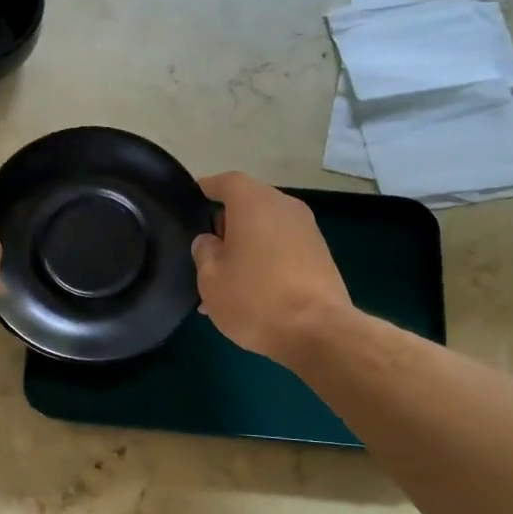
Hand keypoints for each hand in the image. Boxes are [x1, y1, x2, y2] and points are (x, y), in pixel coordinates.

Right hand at [192, 172, 351, 366]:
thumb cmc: (255, 298)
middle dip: (226, 224)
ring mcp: (307, 231)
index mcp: (254, 203)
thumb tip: (210, 241)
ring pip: (266, 230)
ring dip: (245, 247)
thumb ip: (204, 251)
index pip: (226, 182)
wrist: (319, 331)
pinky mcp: (320, 256)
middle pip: (248, 205)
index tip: (192, 199)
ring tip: (225, 281)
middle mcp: (284, 207)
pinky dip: (264, 260)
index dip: (207, 188)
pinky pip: (282, 248)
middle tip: (205, 252)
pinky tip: (250, 292)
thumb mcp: (210, 278)